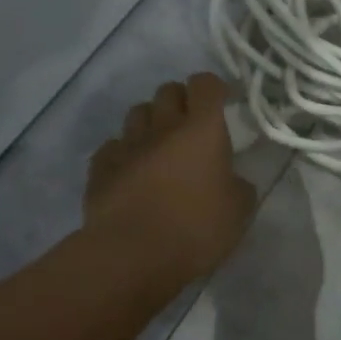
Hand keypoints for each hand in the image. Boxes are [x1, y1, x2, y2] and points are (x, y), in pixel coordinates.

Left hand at [85, 72, 255, 281]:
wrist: (131, 255)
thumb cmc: (195, 228)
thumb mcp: (238, 211)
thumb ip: (239, 186)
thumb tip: (232, 180)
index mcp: (202, 130)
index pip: (205, 84)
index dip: (214, 88)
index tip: (223, 102)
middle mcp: (163, 127)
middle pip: (168, 91)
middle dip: (181, 100)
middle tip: (192, 125)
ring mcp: (127, 145)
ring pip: (137, 113)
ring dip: (151, 122)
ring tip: (160, 146)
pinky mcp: (100, 168)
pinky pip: (113, 147)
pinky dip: (124, 153)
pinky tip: (131, 172)